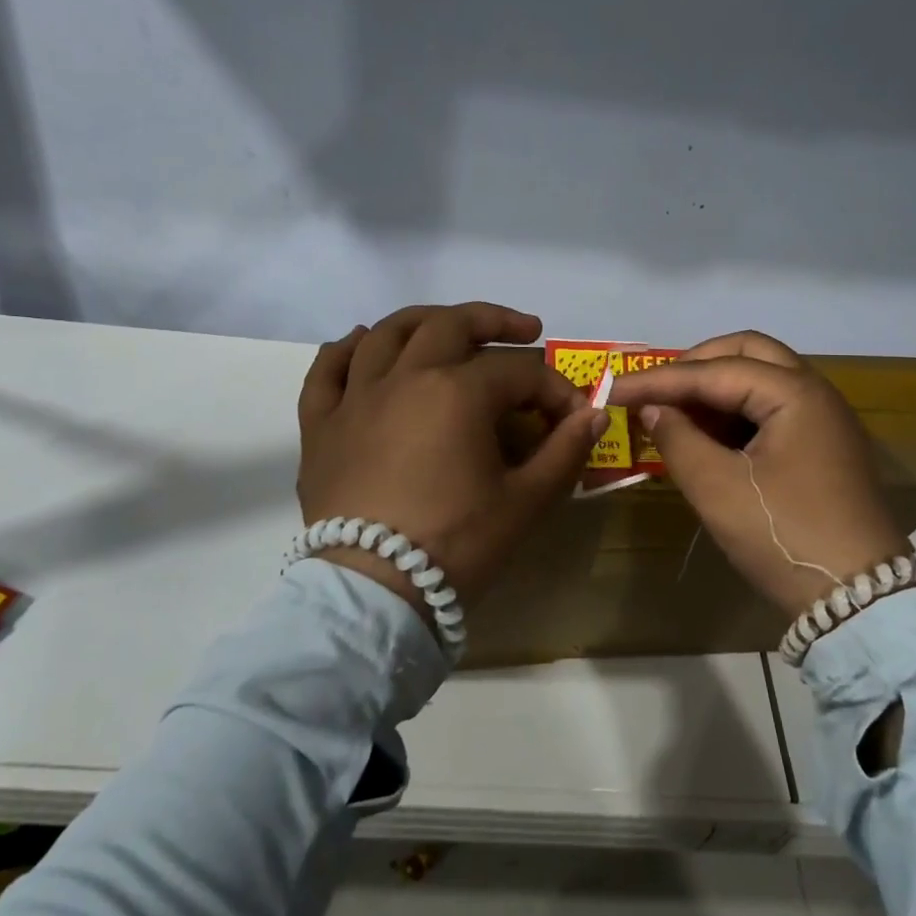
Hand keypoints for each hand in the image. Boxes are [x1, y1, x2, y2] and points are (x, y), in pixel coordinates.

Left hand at [296, 302, 608, 619]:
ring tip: (448, 327)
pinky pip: (327, 370)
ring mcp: (356, 398)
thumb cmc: (457, 545)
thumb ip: (565, 451)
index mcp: (457, 392)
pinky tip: (363, 342)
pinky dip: (346, 349)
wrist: (374, 594)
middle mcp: (404, 377)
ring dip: (425, 321)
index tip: (572, 417)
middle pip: (451, 325)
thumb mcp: (525, 502)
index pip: (519, 372)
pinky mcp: (321, 426)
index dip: (554, 389)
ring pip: (388, 333)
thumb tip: (594, 414)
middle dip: (495, 321)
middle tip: (524, 332)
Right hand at [606, 331, 906, 620]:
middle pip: (748, 352)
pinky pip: (774, 407)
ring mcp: (825, 418)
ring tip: (676, 413)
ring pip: (764, 377)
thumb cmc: (784, 536)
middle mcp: (816, 392)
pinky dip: (738, 411)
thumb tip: (651, 410)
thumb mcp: (718, 489)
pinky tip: (709, 435)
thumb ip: (677, 438)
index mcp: (795, 393)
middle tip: (657, 390)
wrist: (860, 601)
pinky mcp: (824, 445)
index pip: (714, 370)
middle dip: (696, 365)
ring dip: (718, 387)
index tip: (613, 389)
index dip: (658, 379)